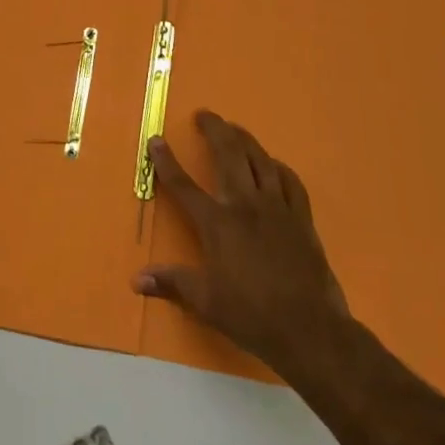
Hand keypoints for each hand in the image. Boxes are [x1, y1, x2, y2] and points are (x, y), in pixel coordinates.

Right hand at [133, 111, 356, 384]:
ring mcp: (277, 208)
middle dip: (215, 130)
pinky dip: (279, 168)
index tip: (156, 140)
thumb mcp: (205, 301)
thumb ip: (171, 283)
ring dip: (245, 140)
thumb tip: (135, 279)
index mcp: (217, 223)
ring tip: (235, 129)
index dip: (166, 161)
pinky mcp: (302, 219)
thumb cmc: (251, 315)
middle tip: (205, 115)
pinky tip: (274, 165)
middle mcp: (245, 205)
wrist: (309, 329)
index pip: (183, 185)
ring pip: (260, 160)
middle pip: (228, 155)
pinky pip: (291, 182)